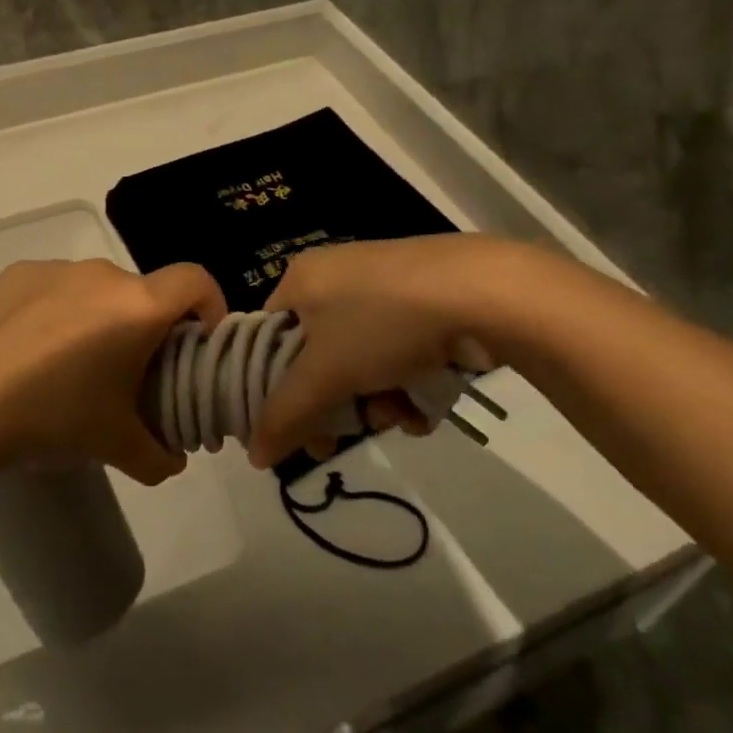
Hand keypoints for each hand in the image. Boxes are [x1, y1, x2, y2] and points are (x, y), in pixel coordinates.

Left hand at [0, 259, 226, 485]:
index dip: (210, 305)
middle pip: (143, 292)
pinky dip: (58, 312)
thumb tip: (173, 460)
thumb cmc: (54, 418)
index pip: (196, 280)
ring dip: (101, 319)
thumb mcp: (117, 447)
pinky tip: (31, 354)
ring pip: (97, 290)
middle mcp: (101, 273)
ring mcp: (55, 268)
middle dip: (148, 327)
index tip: (198, 343)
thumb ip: (161, 455)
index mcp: (137, 305)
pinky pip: (55, 288)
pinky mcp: (14, 274)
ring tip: (74, 368)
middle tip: (131, 373)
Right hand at [249, 235, 514, 467]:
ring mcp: (382, 286)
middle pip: (317, 357)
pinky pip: (396, 350)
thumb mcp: (325, 374)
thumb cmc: (382, 324)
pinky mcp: (422, 300)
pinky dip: (406, 383)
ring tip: (400, 416)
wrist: (479, 291)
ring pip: (360, 360)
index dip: (275, 390)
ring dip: (376, 401)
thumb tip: (253, 455)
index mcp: (300, 279)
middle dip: (335, 403)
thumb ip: (284, 416)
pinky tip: (425, 403)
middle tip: (343, 438)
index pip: (268, 340)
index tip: (296, 429)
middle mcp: (335, 276)